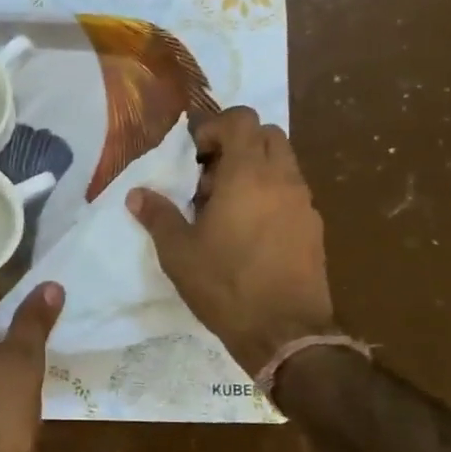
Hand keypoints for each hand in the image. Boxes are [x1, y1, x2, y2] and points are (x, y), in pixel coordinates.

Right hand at [128, 107, 335, 374]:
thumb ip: (158, 216)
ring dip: (254, 170)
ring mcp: (304, 203)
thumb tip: (137, 195)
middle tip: (210, 178)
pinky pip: (291, 192)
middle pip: (267, 135)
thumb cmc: (226, 285)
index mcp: (248, 174)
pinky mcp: (314, 227)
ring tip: (226, 208)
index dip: (215, 127)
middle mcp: (282, 178)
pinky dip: (270, 195)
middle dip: (238, 145)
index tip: (195, 156)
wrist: (285, 332)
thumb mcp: (179, 253)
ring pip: (283, 163)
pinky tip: (249, 232)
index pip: (242, 119)